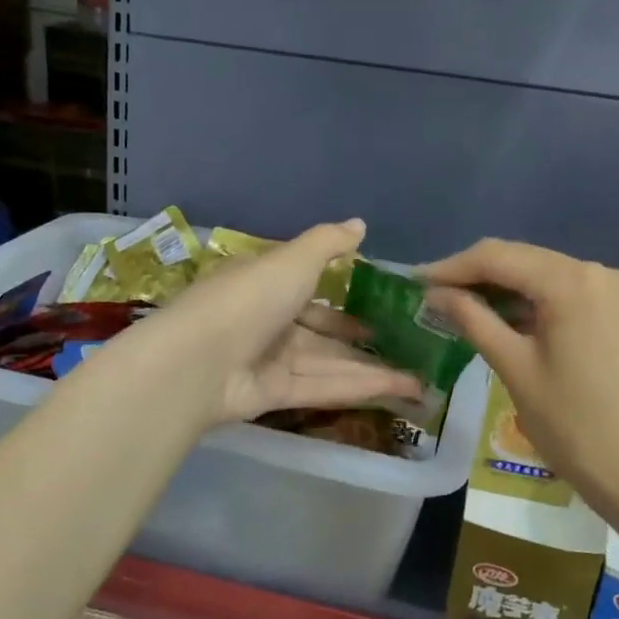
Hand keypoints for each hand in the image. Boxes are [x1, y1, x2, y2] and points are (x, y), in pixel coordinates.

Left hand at [154, 219, 423, 426]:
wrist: (198, 361)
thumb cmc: (248, 298)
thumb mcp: (292, 259)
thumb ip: (328, 243)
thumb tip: (360, 224)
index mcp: (268, 282)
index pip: (311, 285)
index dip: (347, 292)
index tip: (384, 299)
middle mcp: (270, 320)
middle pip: (325, 330)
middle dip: (365, 337)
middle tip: (410, 343)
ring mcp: (272, 360)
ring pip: (331, 362)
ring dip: (374, 368)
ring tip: (420, 376)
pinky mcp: (276, 394)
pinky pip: (324, 387)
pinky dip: (360, 387)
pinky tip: (401, 388)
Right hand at [422, 239, 618, 511]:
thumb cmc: (572, 425)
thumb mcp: (514, 368)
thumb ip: (473, 320)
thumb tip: (435, 294)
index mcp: (572, 282)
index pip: (498, 257)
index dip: (452, 267)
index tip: (414, 282)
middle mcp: (599, 271)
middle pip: (523, 259)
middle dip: (475, 274)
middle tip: (432, 294)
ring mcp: (617, 289)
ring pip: (544, 273)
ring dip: (503, 286)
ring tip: (459, 304)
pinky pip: (566, 291)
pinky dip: (532, 299)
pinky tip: (503, 315)